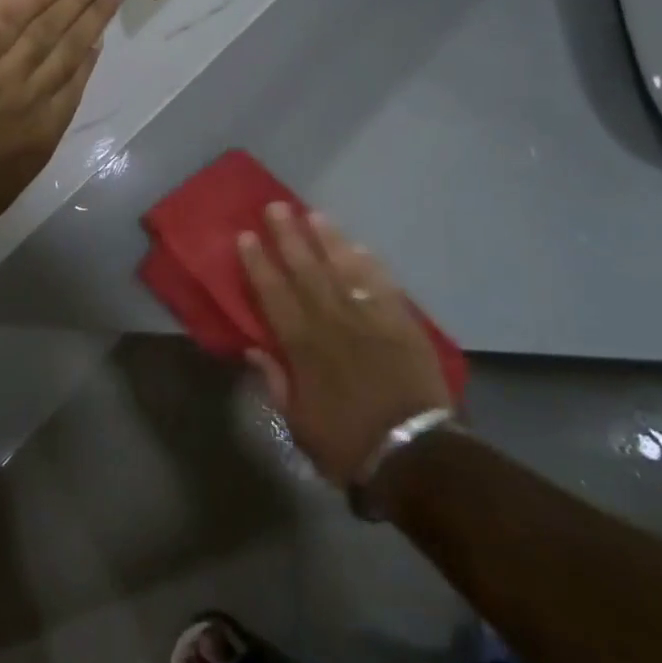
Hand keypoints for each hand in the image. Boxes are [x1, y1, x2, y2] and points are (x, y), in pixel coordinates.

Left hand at [0, 0, 123, 272]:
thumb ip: (15, 165)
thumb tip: (24, 142)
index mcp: (36, 144)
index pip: (70, 90)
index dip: (87, 58)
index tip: (100, 38)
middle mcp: (28, 103)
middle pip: (67, 50)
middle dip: (93, 16)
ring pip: (45, 28)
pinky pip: (4, 15)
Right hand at [238, 205, 451, 487]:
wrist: (415, 455)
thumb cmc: (347, 443)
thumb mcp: (297, 423)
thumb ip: (275, 380)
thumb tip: (254, 347)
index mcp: (302, 345)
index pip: (273, 293)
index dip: (258, 263)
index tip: (246, 236)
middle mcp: (332, 321)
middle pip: (306, 270)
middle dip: (289, 236)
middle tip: (276, 207)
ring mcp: (369, 318)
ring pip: (344, 268)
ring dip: (328, 240)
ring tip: (314, 214)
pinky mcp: (401, 323)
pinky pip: (383, 285)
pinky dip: (370, 264)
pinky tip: (359, 246)